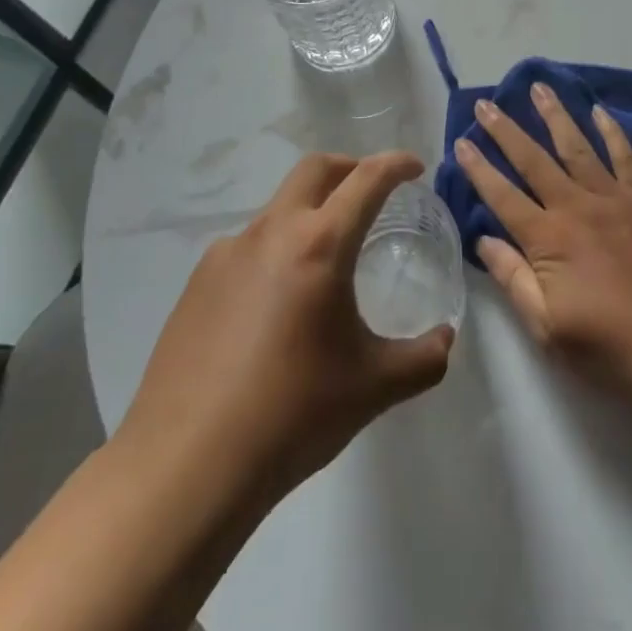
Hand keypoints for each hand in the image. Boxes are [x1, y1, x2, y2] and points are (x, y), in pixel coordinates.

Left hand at [115, 153, 454, 505]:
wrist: (186, 466)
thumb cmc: (292, 416)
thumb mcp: (373, 388)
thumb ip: (423, 359)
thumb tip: (445, 339)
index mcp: (319, 245)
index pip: (366, 180)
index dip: (395, 164)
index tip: (414, 167)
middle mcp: (270, 233)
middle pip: (314, 170)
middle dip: (349, 168)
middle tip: (372, 192)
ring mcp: (226, 254)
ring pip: (278, 209)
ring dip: (309, 215)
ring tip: (324, 265)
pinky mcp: (197, 283)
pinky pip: (246, 248)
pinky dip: (274, 252)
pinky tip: (275, 308)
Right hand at [457, 85, 631, 404]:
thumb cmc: (618, 348)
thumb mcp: (551, 331)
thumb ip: (515, 281)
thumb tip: (484, 240)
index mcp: (549, 239)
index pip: (503, 196)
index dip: (479, 169)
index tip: (461, 142)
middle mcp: (578, 207)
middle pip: (534, 160)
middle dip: (506, 131)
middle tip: (486, 103)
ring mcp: (617, 198)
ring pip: (577, 146)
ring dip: (555, 116)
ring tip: (538, 88)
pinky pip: (626, 156)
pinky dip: (611, 131)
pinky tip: (599, 111)